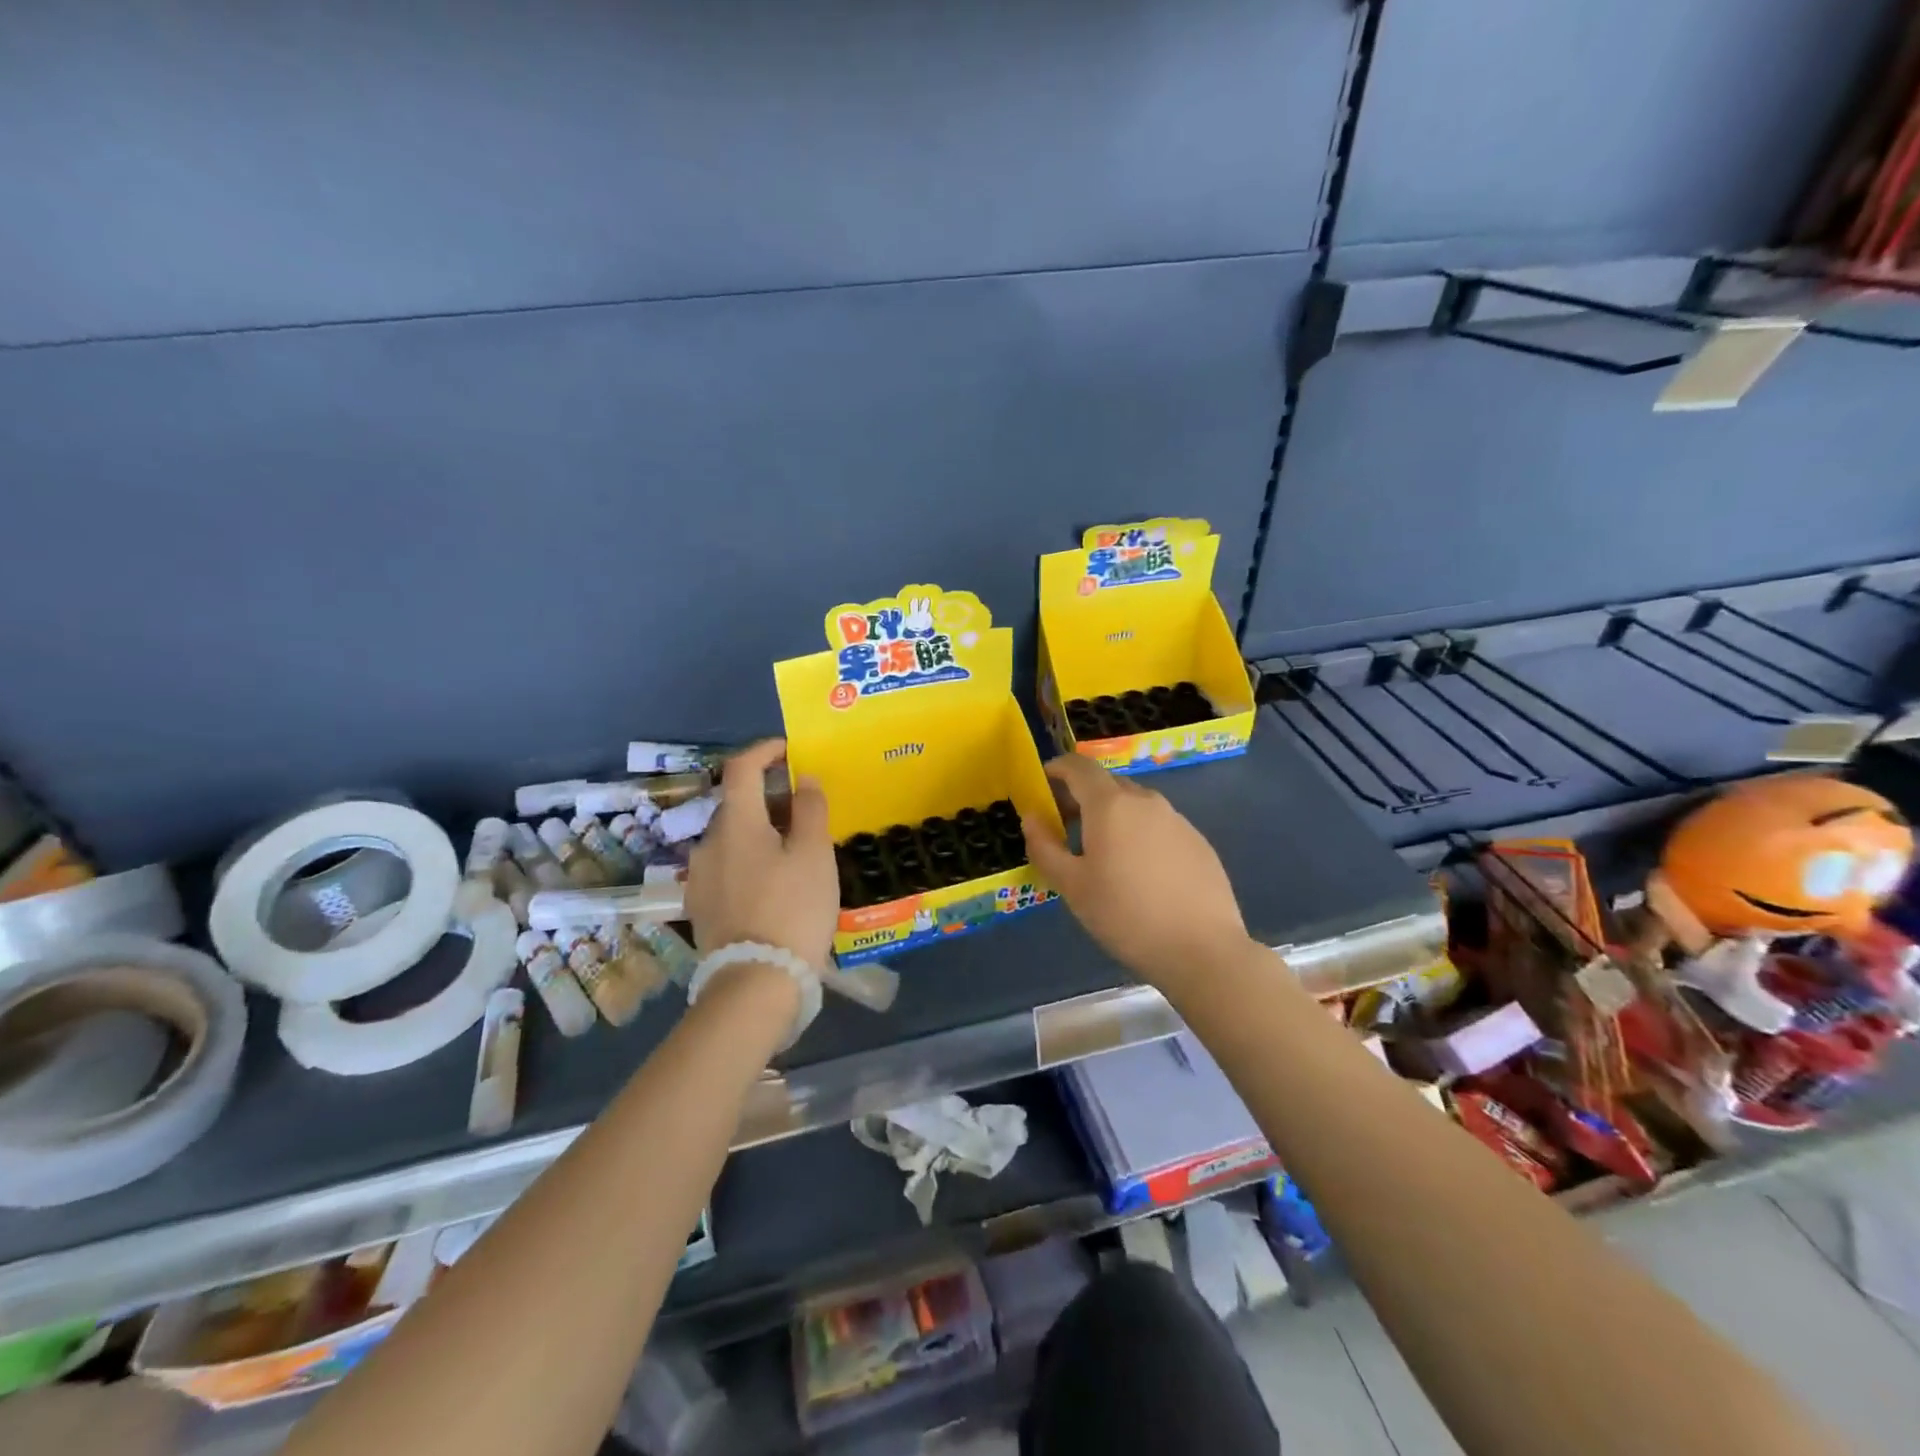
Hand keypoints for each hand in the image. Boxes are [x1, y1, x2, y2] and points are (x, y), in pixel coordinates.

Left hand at [686, 740, 838, 967]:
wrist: (756, 982)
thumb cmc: (793, 909)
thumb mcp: (815, 855)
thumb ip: (810, 809)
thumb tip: (802, 778)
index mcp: (736, 823)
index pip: (741, 767)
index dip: (765, 750)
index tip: (789, 750)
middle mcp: (708, 843)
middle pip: (738, 805)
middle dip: (770, 799)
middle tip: (806, 813)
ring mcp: (699, 877)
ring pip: (733, 839)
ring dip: (760, 833)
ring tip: (795, 854)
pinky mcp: (700, 906)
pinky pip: (727, 867)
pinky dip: (750, 861)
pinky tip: (774, 886)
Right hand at [1022, 753, 1254, 989]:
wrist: (1203, 950)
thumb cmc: (1126, 915)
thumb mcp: (1072, 886)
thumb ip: (1044, 846)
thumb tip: (1031, 817)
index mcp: (1110, 804)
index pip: (1078, 766)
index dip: (1056, 770)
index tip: (1041, 788)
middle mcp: (1145, 800)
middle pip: (1106, 783)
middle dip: (1081, 796)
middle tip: (1065, 828)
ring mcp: (1177, 819)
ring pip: (1135, 805)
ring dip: (1112, 816)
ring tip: (1103, 855)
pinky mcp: (1198, 841)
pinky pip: (1158, 825)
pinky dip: (1139, 834)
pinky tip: (1140, 873)